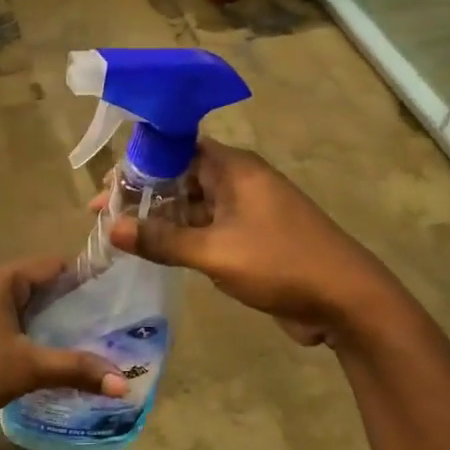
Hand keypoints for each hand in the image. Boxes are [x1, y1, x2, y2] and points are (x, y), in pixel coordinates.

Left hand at [0, 255, 126, 441]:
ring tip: (92, 339)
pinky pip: (11, 320)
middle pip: (42, 283)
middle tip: (112, 323)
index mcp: (2, 279)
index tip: (120, 294)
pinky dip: (33, 332)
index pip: (56, 264)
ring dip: (54, 321)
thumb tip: (123, 384)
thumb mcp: (26, 370)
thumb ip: (76, 369)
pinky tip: (52, 355)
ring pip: (26, 305)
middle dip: (75, 303)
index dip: (88, 277)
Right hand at [106, 140, 402, 344]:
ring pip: (194, 205)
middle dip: (143, 194)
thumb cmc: (280, 262)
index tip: (105, 190)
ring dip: (161, 218)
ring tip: (120, 235)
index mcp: (233, 168)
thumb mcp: (216, 251)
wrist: (345, 299)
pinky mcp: (252, 238)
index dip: (138, 165)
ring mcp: (247, 210)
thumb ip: (163, 239)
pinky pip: (208, 229)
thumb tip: (113, 228)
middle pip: (181, 177)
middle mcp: (239, 181)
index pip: (175, 150)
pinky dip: (183, 237)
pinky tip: (156, 252)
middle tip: (103, 217)